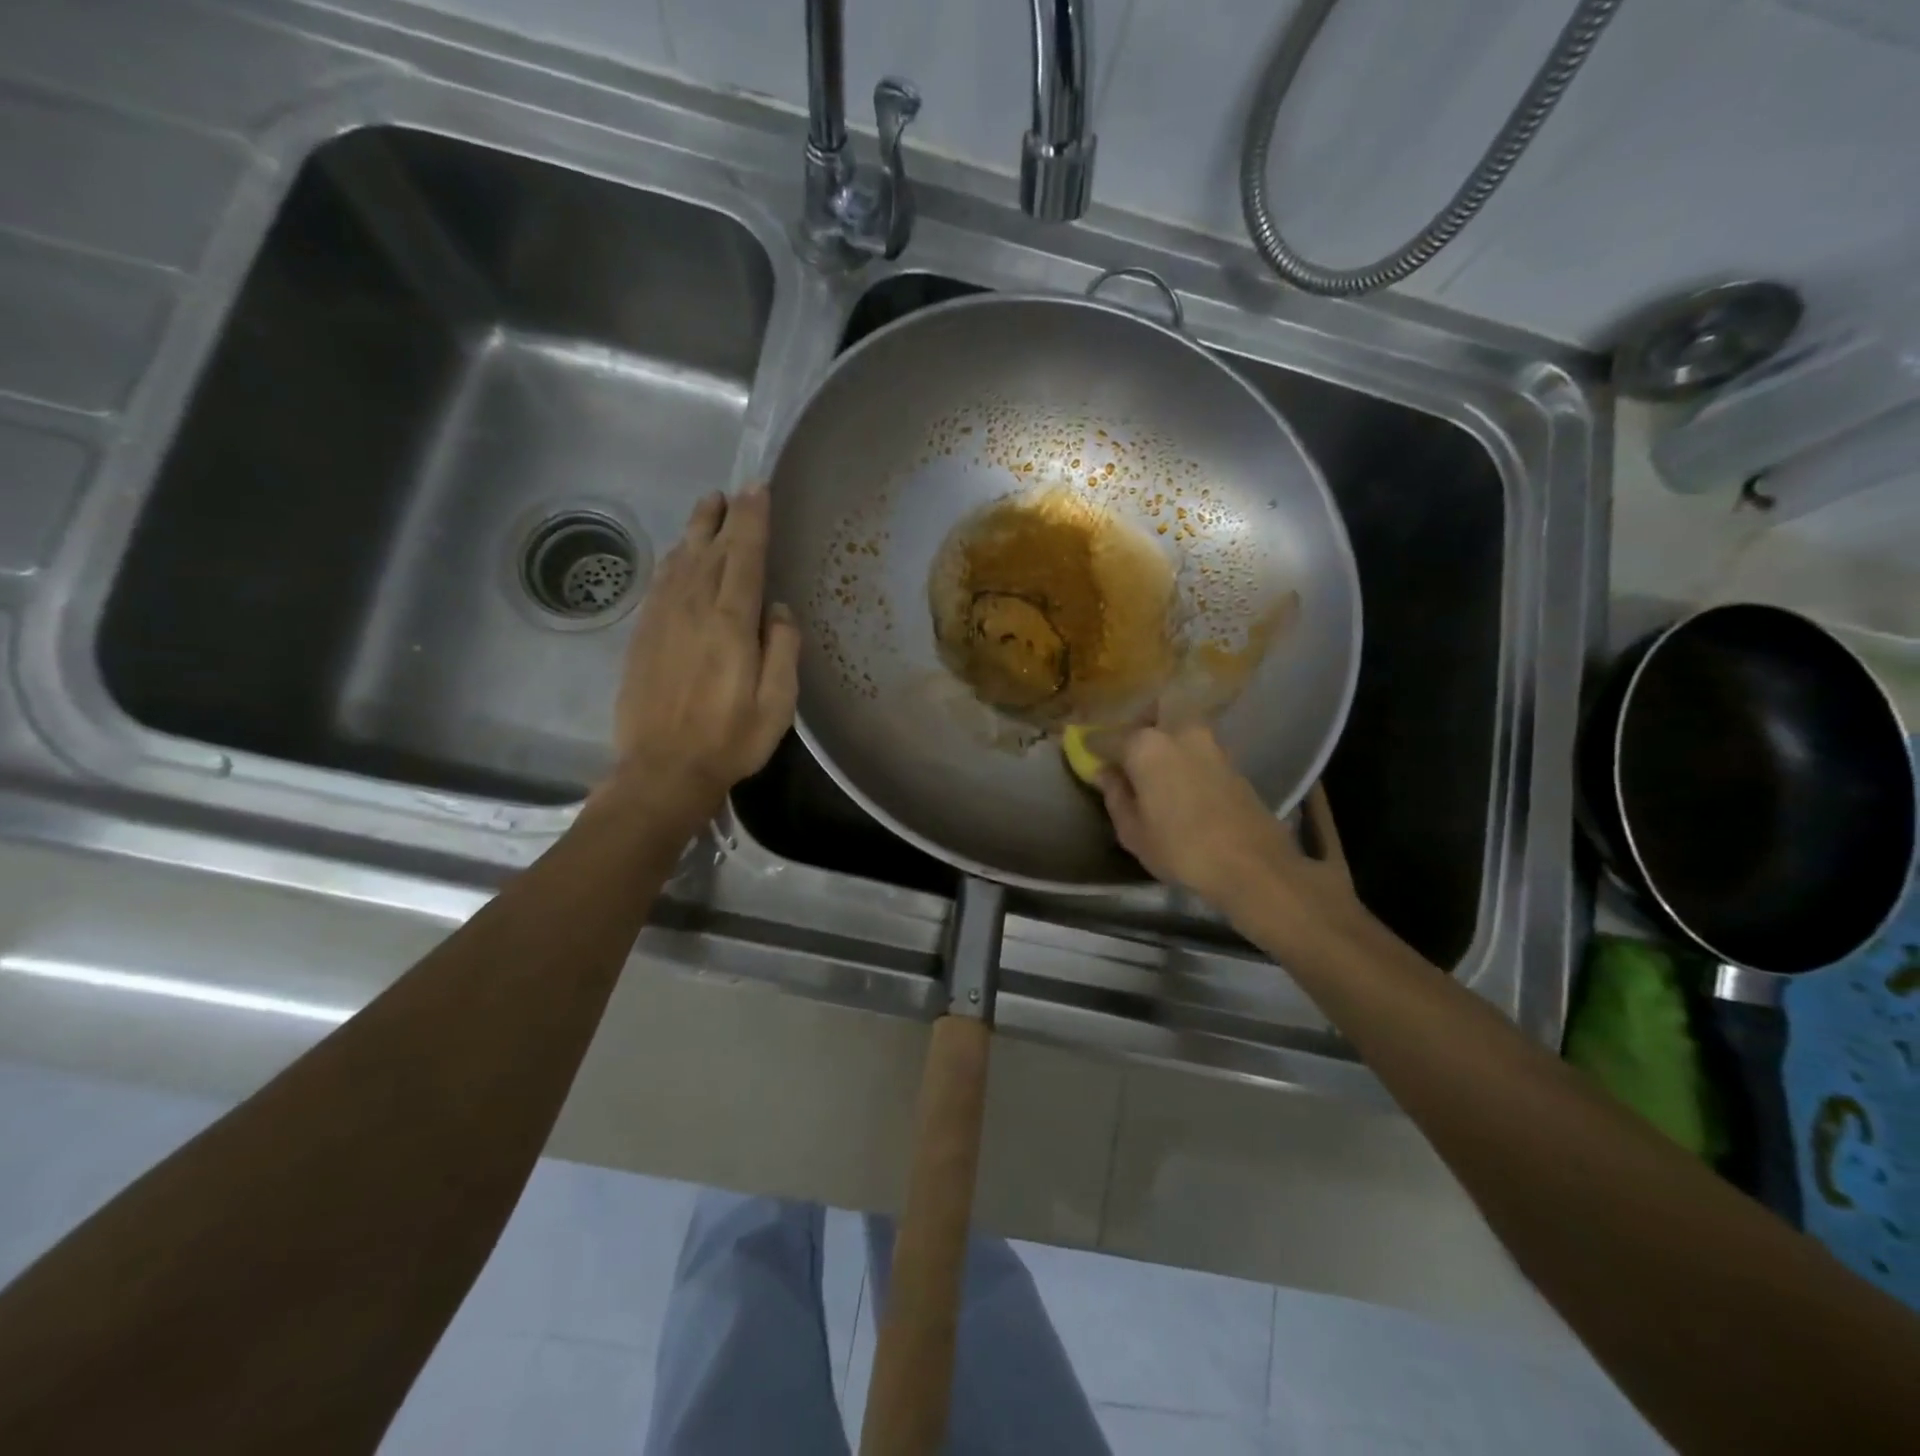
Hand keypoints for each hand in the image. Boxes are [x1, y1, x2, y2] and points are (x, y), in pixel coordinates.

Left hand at [609, 486, 798, 824]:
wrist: (662, 769)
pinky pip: (660, 581)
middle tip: (734, 491)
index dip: (753, 519)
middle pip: (710, 548)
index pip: (745, 555)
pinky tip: (679, 554)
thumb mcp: (778, 704)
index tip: (758, 489)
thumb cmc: (730, 739)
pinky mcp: (643, 633)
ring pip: (681, 559)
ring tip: (708, 508)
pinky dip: (673, 559)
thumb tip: (779, 609)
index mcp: (731, 622)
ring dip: (697, 530)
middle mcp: (693, 608)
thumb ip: (783, 650)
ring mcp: (663, 618)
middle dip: (724, 516)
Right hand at [1097, 724, 1353, 920]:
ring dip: (1165, 737)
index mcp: (1145, 746)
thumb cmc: (1179, 848)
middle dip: (1137, 723)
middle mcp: (1177, 732)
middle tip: (1128, 750)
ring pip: (1179, 725)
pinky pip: (1197, 746)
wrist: (1251, 863)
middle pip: (1152, 711)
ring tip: (1154, 769)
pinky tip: (1179, 780)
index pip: (1107, 738)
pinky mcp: (1231, 760)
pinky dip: (1184, 754)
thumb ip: (1116, 796)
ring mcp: (1209, 743)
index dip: (1092, 746)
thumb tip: (1106, 773)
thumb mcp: (1132, 830)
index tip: (1083, 751)